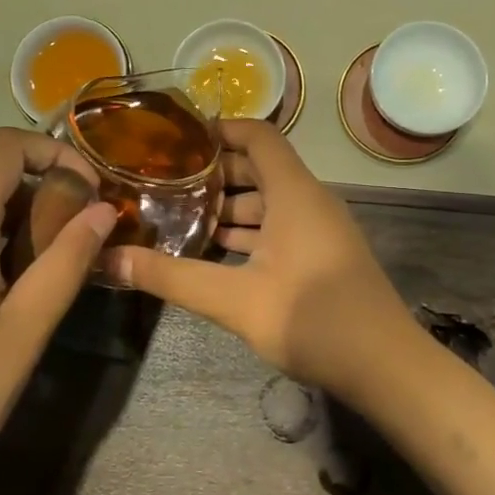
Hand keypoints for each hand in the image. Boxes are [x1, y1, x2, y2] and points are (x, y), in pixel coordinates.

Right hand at [108, 120, 417, 394]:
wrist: (385, 365)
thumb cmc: (312, 318)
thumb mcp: (234, 300)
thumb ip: (172, 278)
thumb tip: (110, 259)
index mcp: (295, 193)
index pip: (258, 135)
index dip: (220, 129)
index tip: (176, 139)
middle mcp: (310, 200)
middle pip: (260, 167)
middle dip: (214, 172)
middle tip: (164, 181)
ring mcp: (320, 228)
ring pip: (269, 201)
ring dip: (229, 206)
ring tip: (179, 216)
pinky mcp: (323, 255)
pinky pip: (281, 227)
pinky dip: (249, 231)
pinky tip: (215, 252)